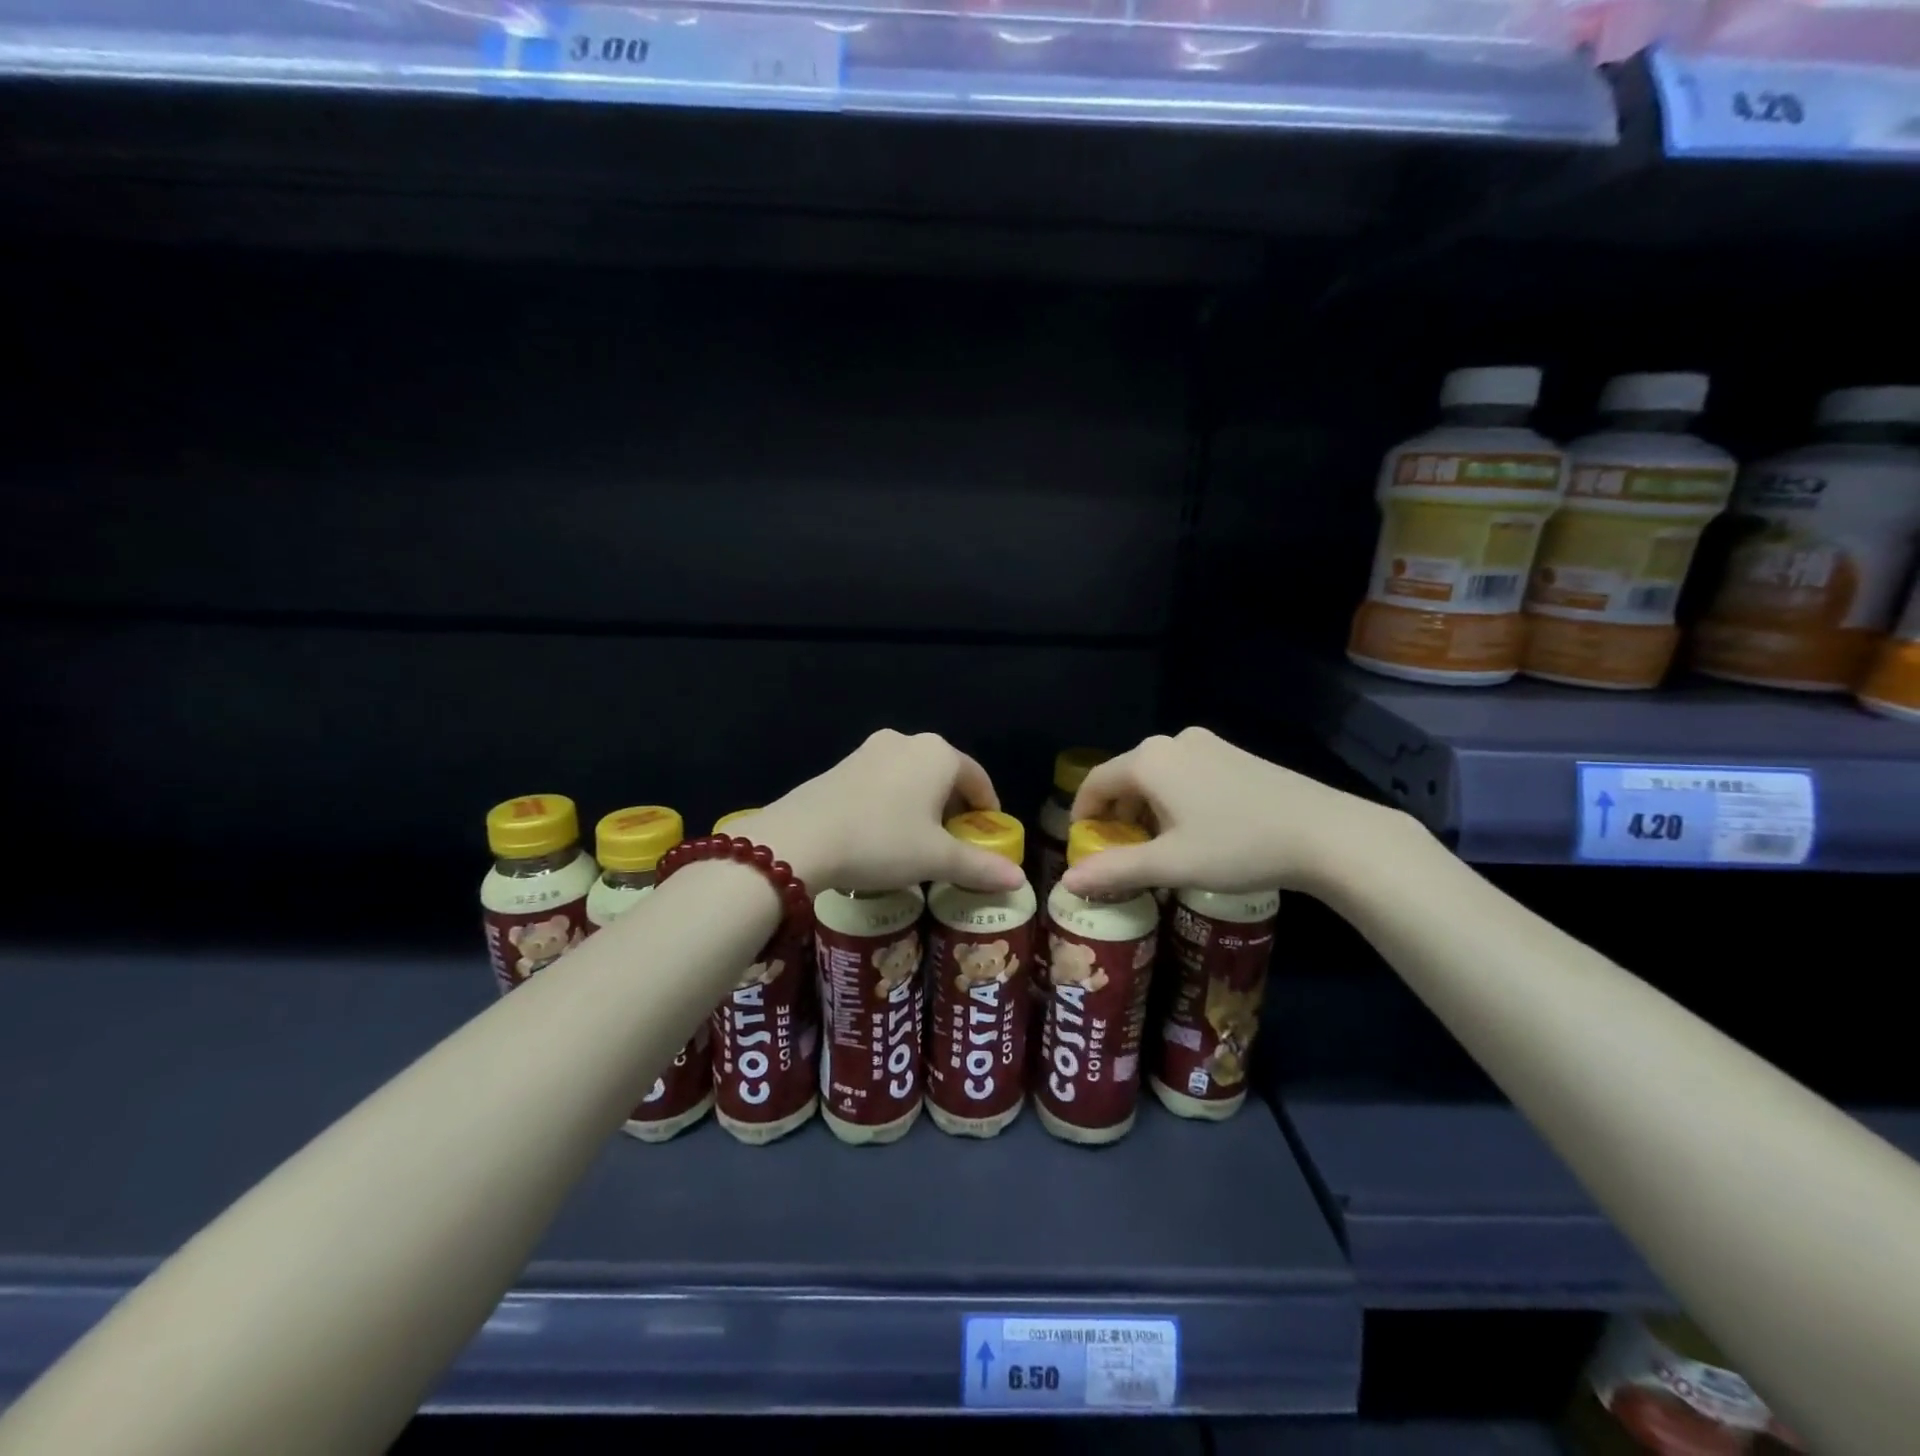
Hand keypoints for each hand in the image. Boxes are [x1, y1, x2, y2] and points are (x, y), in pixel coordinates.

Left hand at [744, 731, 1026, 893]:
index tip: (987, 836)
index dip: (987, 809)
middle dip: (954, 808)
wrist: (801, 839)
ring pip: (912, 776)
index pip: (978, 778)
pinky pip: (883, 780)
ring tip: (918, 841)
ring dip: (922, 804)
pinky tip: (882, 832)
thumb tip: (1020, 881)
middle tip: (954, 844)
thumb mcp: (935, 859)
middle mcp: (907, 741)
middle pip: (945, 775)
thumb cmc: (882, 842)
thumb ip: (981, 866)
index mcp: (938, 755)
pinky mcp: (843, 763)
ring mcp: (871, 749)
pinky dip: (894, 802)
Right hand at [1059, 727, 1415, 899]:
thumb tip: (1067, 881)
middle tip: (1121, 852)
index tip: (1083, 843)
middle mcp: (1172, 742)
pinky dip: (1174, 799)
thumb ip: (1115, 869)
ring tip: (1159, 847)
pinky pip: (1185, 773)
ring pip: (1157, 776)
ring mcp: (1207, 745)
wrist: (1324, 832)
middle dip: (1116, 814)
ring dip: (1146, 808)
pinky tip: (1195, 830)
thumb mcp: (1171, 864)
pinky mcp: (1233, 754)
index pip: (1095, 781)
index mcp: (1149, 760)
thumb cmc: (1237, 846)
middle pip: (1126, 776)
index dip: (1082, 813)